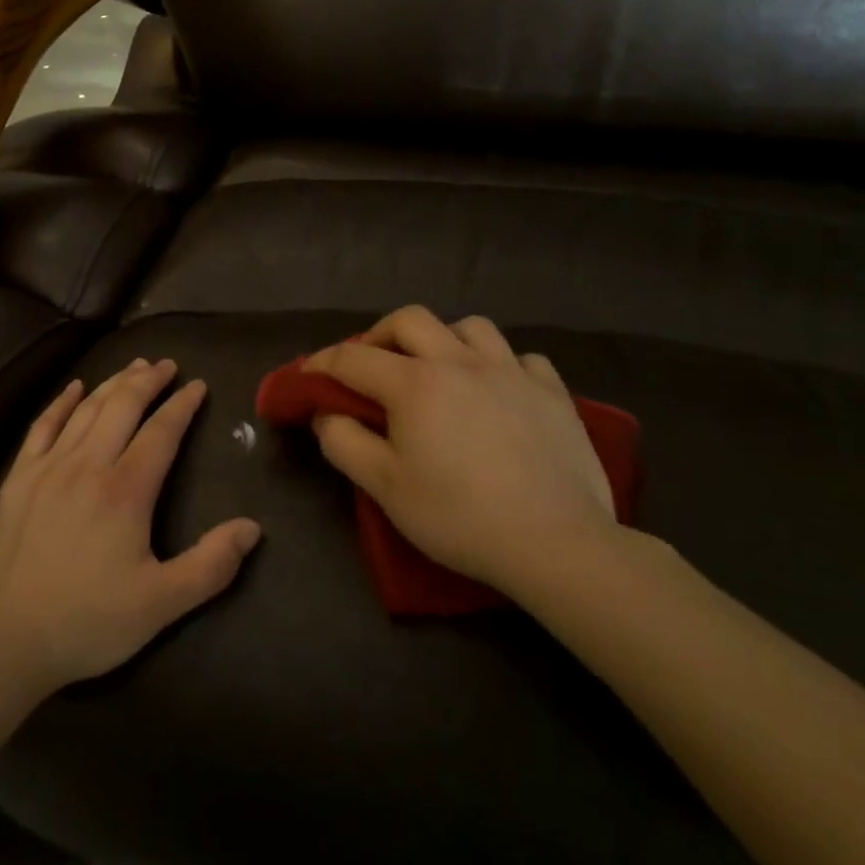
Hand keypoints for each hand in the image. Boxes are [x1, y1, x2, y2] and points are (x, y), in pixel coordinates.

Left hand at [0, 359, 262, 694]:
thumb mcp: (160, 605)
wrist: (6, 639)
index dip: (182, 405)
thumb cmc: (88, 622)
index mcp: (125, 491)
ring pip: (86, 410)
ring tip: (133, 367)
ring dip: (113, 383)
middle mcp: (87, 465)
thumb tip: (252, 528)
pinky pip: (42, 426)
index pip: (161, 432)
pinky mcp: (18, 478)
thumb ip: (210, 565)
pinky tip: (75, 388)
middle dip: (148, 381)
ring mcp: (48, 467)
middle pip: (122, 406)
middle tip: (166, 365)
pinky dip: (61, 402)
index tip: (198, 385)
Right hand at [304, 307, 619, 596]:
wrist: (557, 544)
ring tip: (440, 369)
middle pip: (409, 319)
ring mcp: (512, 372)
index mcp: (415, 383)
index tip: (307, 375)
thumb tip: (326, 414)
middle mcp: (460, 362)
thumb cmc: (459, 517)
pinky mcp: (553, 392)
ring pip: (470, 326)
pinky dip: (502, 365)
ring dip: (444, 339)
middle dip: (380, 334)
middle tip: (373, 364)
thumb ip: (344, 443)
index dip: (322, 362)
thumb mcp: (385, 488)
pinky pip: (522, 358)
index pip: (353, 357)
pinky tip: (500, 391)